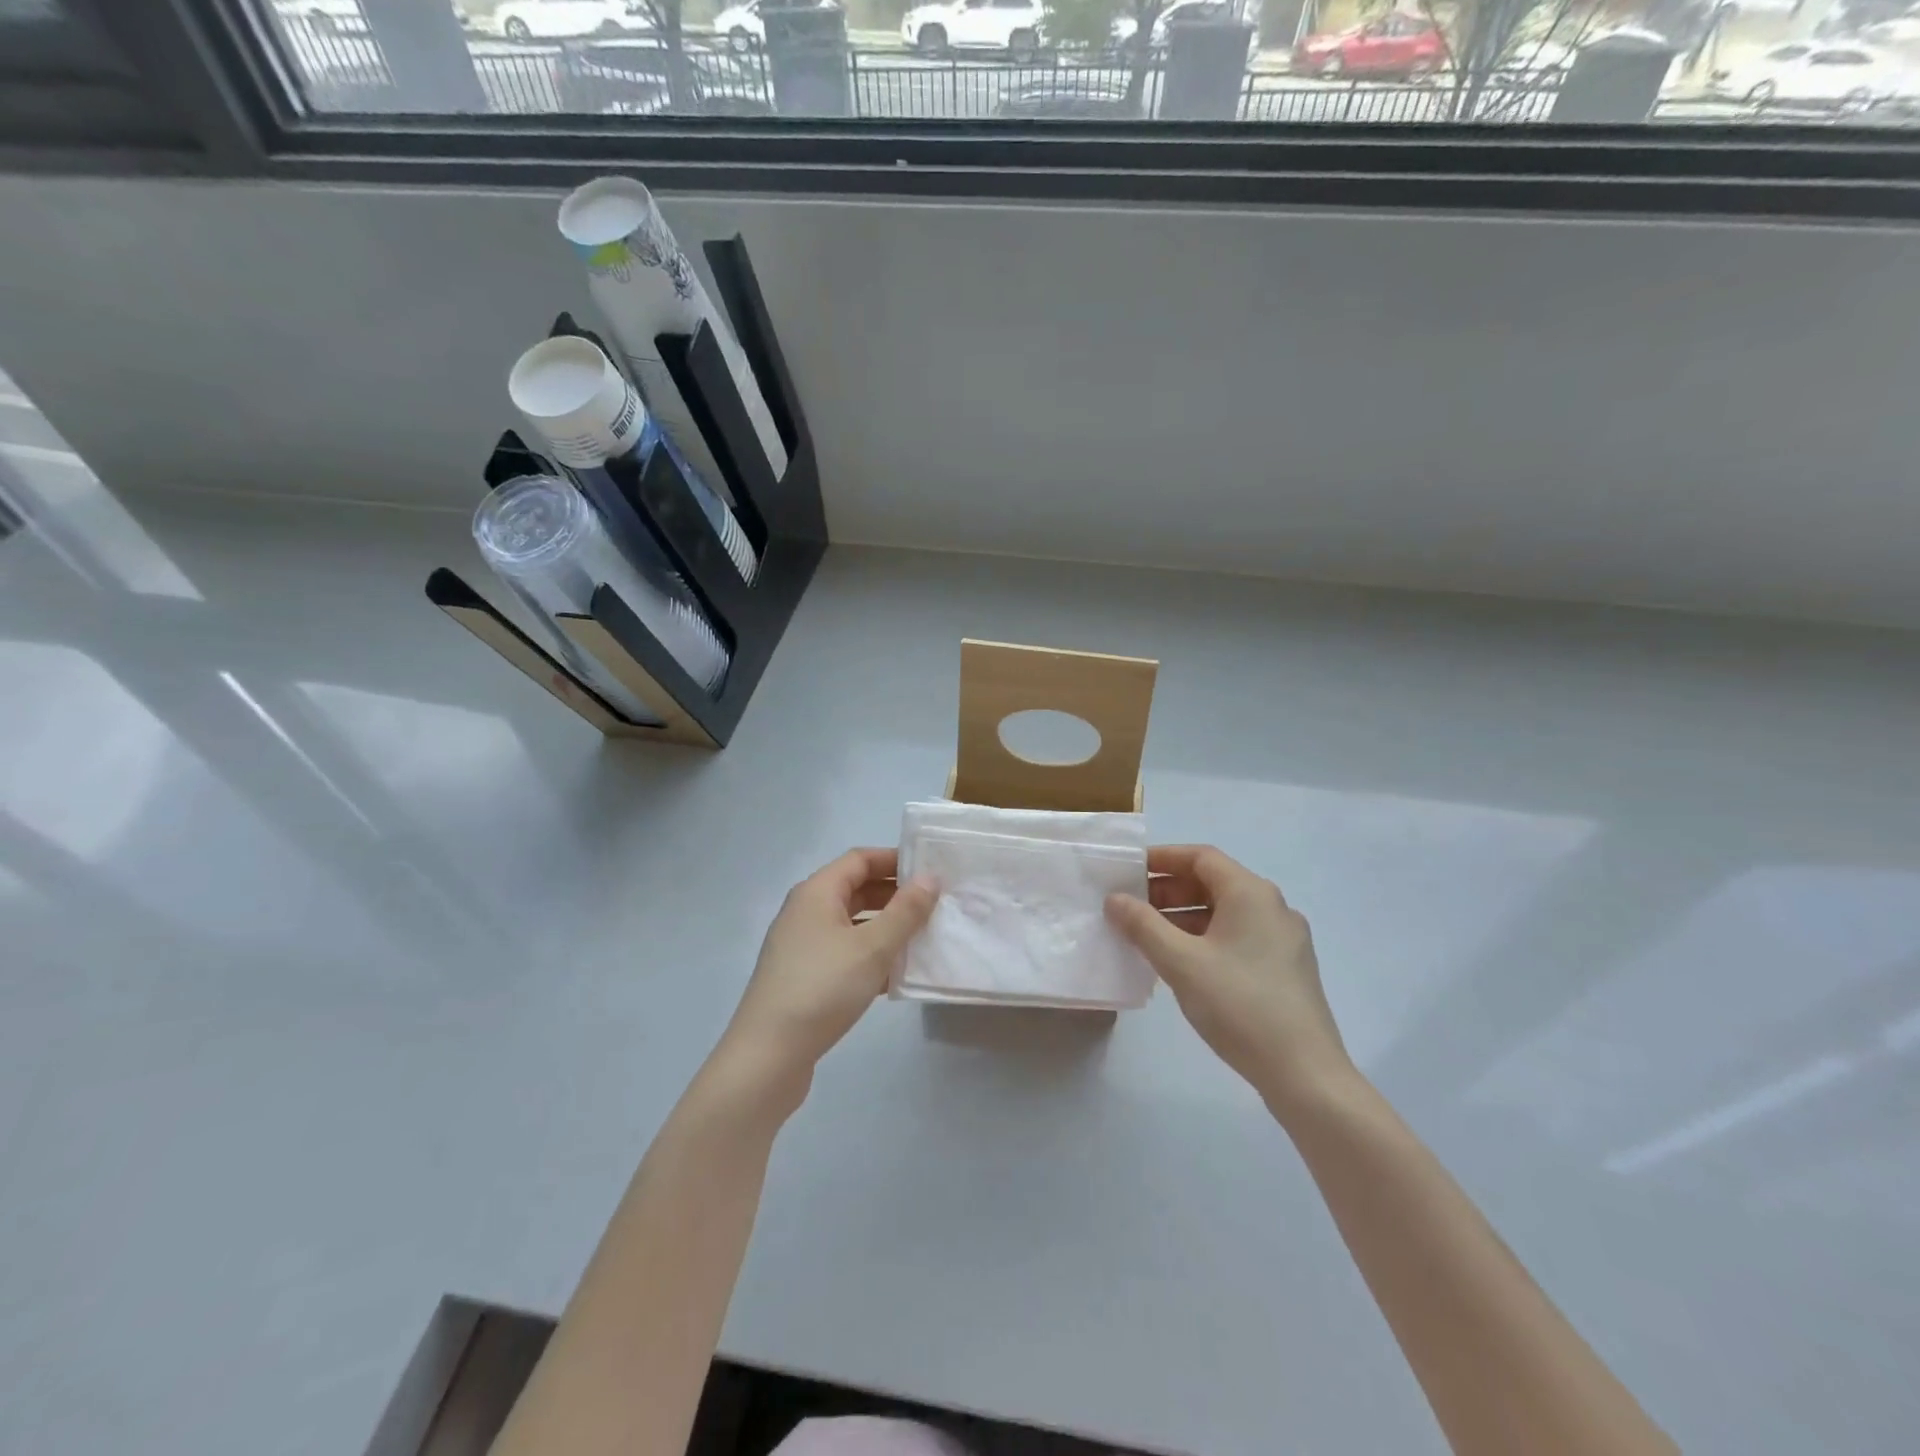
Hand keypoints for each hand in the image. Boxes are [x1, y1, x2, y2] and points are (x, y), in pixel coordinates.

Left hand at [717, 848, 936, 1109]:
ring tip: (924, 938)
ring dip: (886, 928)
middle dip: (894, 895)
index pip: (859, 859)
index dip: (894, 860)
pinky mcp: (804, 978)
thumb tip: (929, 877)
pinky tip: (898, 975)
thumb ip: (905, 911)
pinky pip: (844, 953)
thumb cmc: (822, 988)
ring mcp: (802, 946)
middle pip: (855, 890)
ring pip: (852, 924)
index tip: (930, 870)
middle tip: (934, 905)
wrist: (768, 1056)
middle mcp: (805, 912)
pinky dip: (871, 956)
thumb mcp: (872, 947)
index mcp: (816, 892)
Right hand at [1106, 845, 1351, 1120]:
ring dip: (1184, 917)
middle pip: (1213, 883)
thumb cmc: (1239, 1005)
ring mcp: (1283, 940)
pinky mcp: (1286, 969)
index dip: (1162, 859)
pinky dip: (1205, 938)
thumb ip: (1142, 926)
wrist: (1305, 1074)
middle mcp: (1272, 907)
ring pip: (1225, 913)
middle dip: (1168, 891)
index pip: (1201, 857)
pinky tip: (1181, 964)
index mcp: (1251, 893)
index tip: (1128, 872)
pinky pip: (1238, 937)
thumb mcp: (1180, 962)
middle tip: (1131, 909)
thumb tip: (1115, 899)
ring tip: (1148, 938)